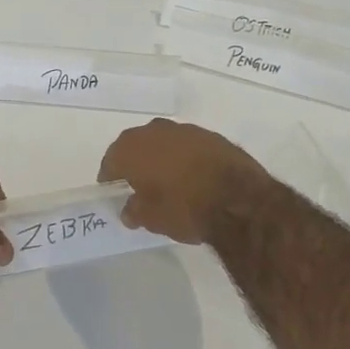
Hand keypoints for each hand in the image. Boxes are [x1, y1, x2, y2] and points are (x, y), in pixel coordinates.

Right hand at [97, 119, 268, 244]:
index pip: (111, 161)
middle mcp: (154, 131)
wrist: (238, 199)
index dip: (111, 178)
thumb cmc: (183, 208)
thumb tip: (130, 209)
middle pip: (136, 146)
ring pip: (164, 143)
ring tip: (168, 181)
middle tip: (139, 186)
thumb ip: (134, 211)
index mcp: (131, 148)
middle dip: (135, 163)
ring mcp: (185, 130)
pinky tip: (193, 177)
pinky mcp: (211, 135)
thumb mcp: (151, 219)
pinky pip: (188, 146)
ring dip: (162, 158)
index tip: (115, 192)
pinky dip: (185, 158)